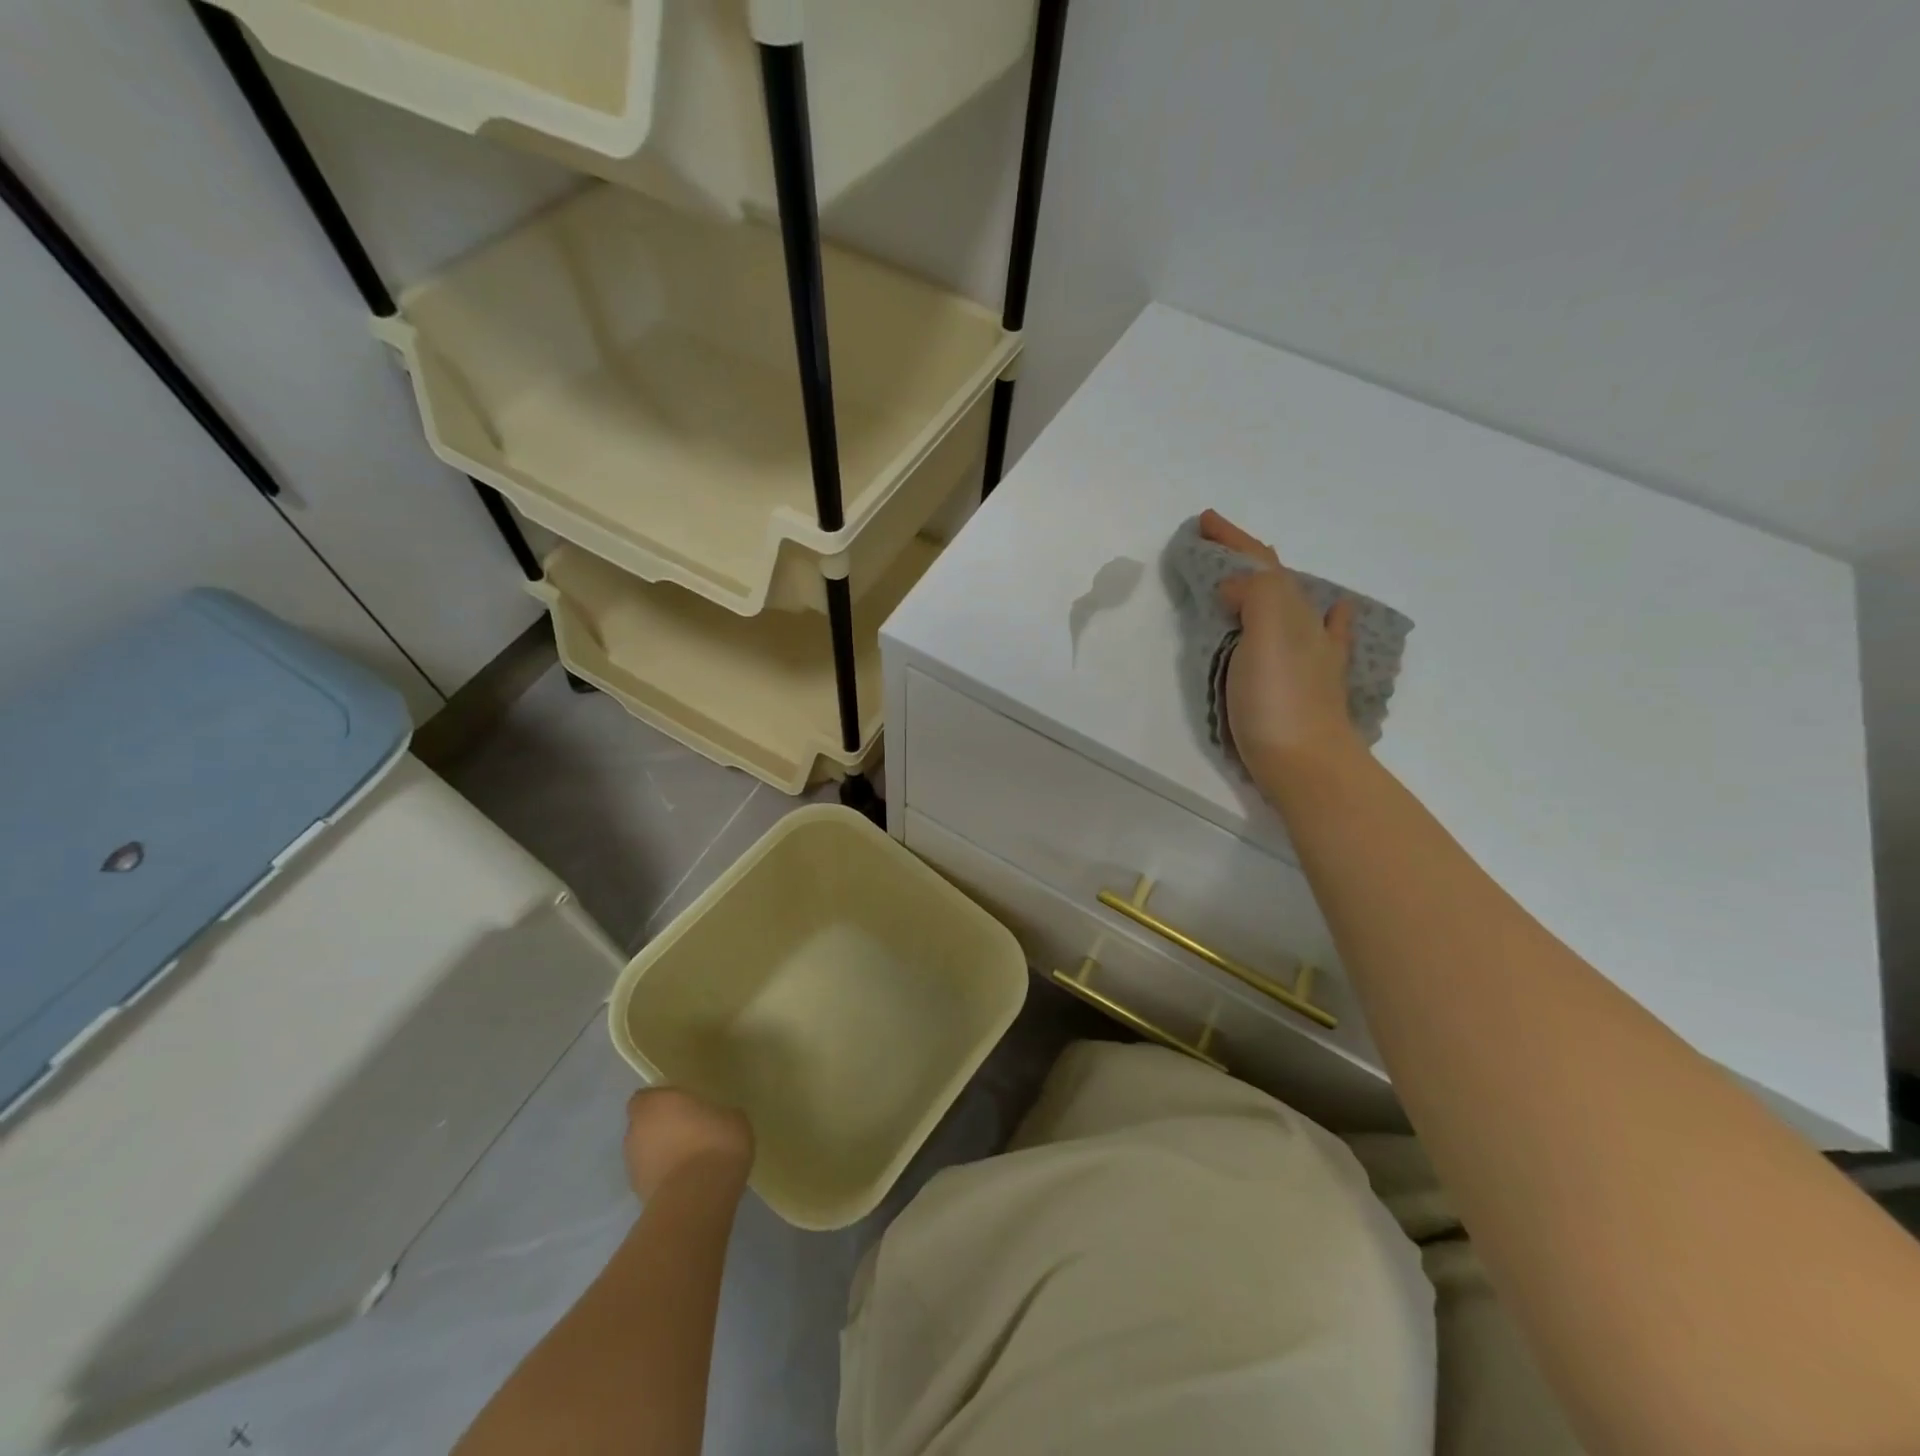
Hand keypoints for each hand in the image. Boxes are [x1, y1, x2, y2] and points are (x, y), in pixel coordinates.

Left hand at [623, 1088, 753, 1200]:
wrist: (700, 1195)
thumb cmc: (715, 1141)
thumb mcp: (730, 1116)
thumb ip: (713, 1114)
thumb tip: (714, 1121)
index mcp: (655, 1103)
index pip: (645, 1098)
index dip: (661, 1103)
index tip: (681, 1107)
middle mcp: (636, 1131)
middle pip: (643, 1126)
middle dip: (660, 1130)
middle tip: (688, 1133)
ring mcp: (633, 1166)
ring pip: (645, 1154)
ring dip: (661, 1155)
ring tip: (690, 1162)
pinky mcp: (638, 1195)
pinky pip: (652, 1178)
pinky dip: (664, 1178)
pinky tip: (688, 1182)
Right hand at [1199, 510, 1361, 789]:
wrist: (1307, 765)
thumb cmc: (1279, 700)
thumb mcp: (1268, 633)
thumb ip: (1255, 595)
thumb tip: (1234, 590)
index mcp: (1289, 610)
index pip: (1259, 563)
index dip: (1232, 539)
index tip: (1203, 521)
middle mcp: (1305, 626)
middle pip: (1273, 578)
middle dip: (1244, 556)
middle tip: (1212, 544)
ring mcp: (1311, 656)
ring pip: (1287, 604)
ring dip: (1265, 583)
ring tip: (1245, 576)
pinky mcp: (1309, 686)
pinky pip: (1321, 638)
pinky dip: (1325, 617)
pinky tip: (1335, 611)